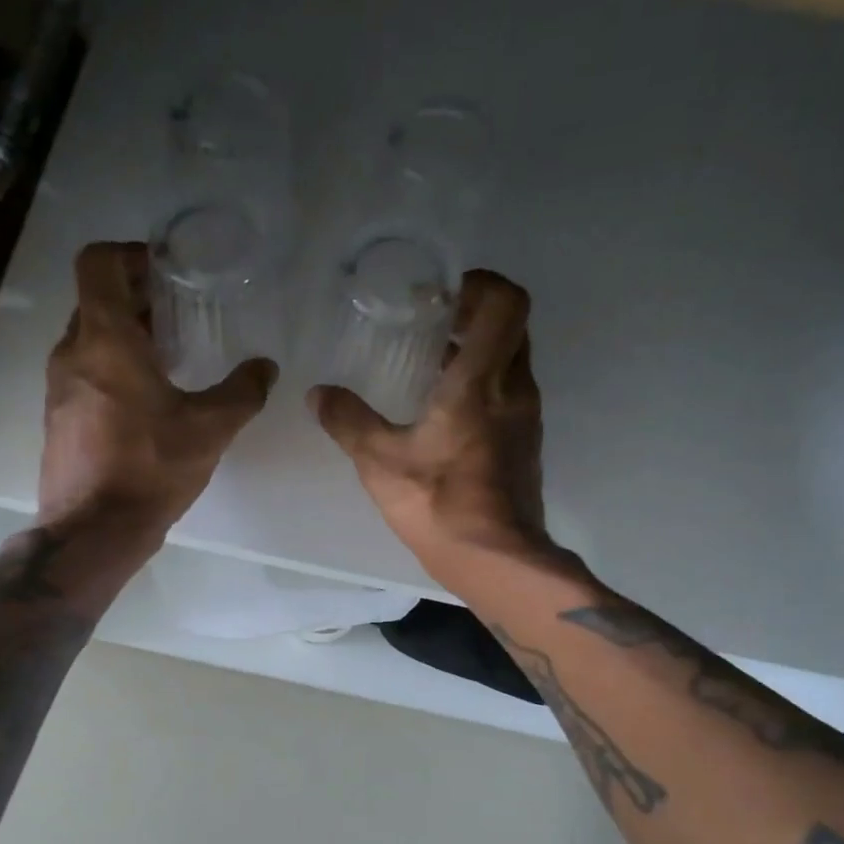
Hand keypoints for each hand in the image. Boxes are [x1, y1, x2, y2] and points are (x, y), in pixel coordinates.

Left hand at [39, 242, 275, 545]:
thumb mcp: (210, 428)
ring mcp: (58, 386)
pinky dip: (112, 367)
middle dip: (138, 297)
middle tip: (181, 314)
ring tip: (170, 357)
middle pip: (97, 299)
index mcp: (105, 339)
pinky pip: (84, 371)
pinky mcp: (58, 416)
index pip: (98, 263)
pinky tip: (148, 399)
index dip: (131, 255)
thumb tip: (266, 368)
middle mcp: (73, 352)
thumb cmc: (150, 468)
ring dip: (126, 335)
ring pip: (90, 337)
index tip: (166, 272)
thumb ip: (243, 391)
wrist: (93, 530)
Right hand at [310, 269, 548, 579]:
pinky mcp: (525, 443)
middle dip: (475, 312)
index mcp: (481, 381)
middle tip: (431, 320)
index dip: (480, 284)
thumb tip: (317, 393)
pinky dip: (483, 383)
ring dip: (479, 349)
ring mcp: (526, 417)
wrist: (495, 559)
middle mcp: (514, 389)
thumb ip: (347, 421)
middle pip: (512, 325)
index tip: (441, 294)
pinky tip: (443, 408)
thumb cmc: (439, 503)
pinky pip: (509, 392)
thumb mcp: (379, 461)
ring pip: (512, 360)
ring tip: (431, 360)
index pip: (506, 303)